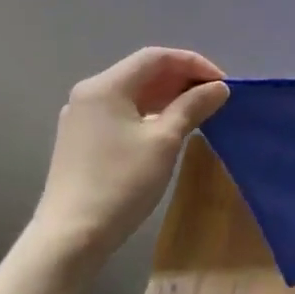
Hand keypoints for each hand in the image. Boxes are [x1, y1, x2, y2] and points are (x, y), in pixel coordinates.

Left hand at [28, 48, 228, 268]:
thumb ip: (193, 106)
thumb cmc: (122, 183)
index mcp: (106, 86)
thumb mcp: (165, 141)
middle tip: (215, 98)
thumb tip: (218, 87)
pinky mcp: (82, 139)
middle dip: (182, 79)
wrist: (71, 236)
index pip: (156, 57)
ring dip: (168, 96)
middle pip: (143, 72)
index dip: (194, 64)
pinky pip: (122, 112)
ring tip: (199, 112)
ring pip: (133, 93)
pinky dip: (150, 112)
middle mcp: (89, 94)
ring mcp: (82, 117)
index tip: (223, 84)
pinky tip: (169, 128)